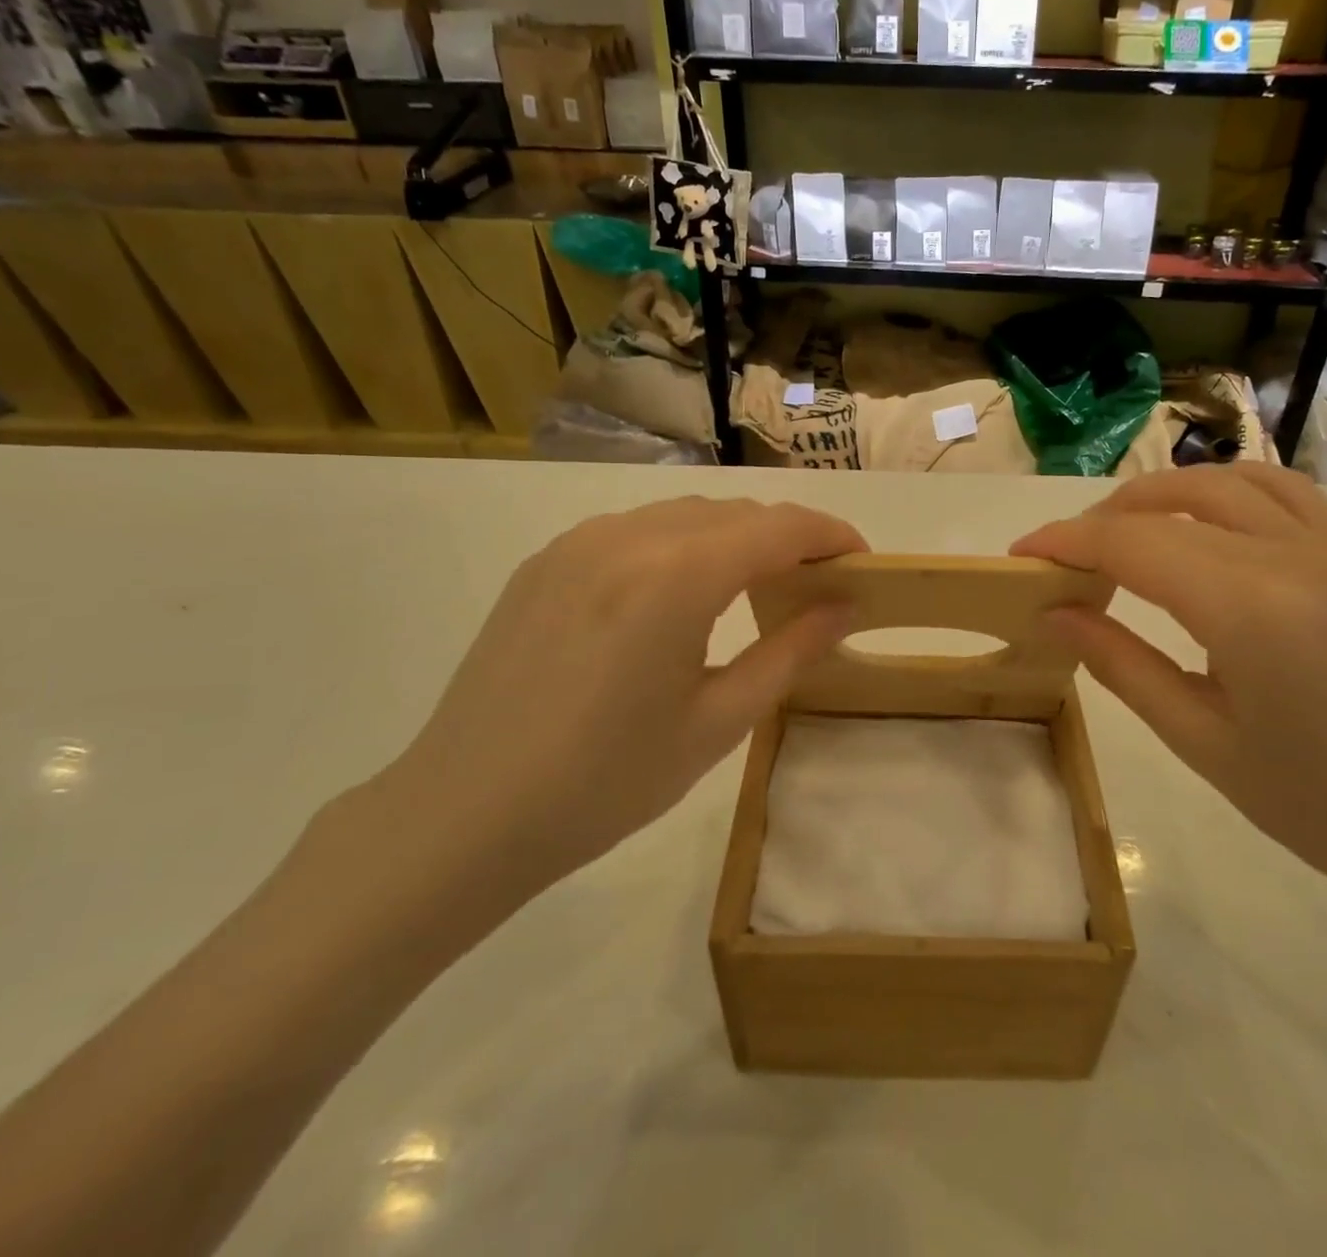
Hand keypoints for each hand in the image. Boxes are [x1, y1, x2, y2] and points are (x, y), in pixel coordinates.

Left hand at [365, 497, 864, 907]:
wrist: (464, 814)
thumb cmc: (607, 781)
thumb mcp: (718, 722)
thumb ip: (791, 651)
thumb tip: (846, 606)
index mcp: (677, 576)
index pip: (780, 526)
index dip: (832, 536)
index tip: (863, 562)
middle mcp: (628, 536)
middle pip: (736, 513)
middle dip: (787, 538)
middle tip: (816, 585)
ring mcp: (579, 543)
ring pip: (684, 515)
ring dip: (734, 538)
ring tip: (755, 587)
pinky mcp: (546, 561)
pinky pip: (635, 531)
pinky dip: (680, 546)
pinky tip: (679, 595)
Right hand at [1012, 465, 1326, 911]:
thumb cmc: (1315, 801)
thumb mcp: (1199, 738)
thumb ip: (1119, 663)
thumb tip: (1053, 614)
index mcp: (1251, 610)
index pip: (1134, 544)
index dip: (1066, 542)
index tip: (1020, 556)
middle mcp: (1291, 557)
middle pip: (1169, 506)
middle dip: (1099, 522)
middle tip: (1060, 560)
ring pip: (1221, 481)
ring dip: (1156, 495)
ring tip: (1118, 532)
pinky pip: (1278, 489)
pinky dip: (1221, 488)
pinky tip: (1198, 518)